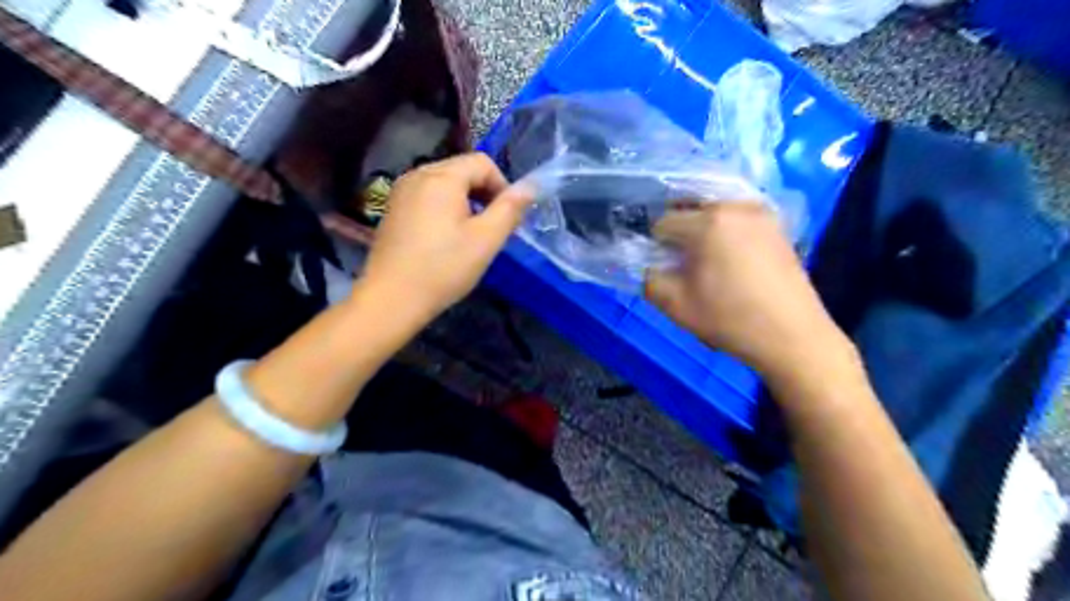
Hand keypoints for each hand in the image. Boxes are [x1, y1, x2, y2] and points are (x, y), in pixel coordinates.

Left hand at [360, 155, 529, 324]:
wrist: (391, 299)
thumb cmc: (443, 268)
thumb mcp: (486, 240)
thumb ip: (510, 209)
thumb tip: (530, 187)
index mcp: (441, 177)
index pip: (482, 162)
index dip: (502, 186)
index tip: (506, 219)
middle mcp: (418, 174)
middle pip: (462, 170)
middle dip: (484, 194)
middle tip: (490, 230)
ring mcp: (401, 192)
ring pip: (445, 184)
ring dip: (465, 203)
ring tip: (469, 236)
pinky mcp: (393, 210)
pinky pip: (427, 197)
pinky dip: (444, 210)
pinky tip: (444, 240)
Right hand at [644, 206, 854, 381]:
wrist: (791, 336)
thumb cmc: (729, 319)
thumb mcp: (675, 305)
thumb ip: (649, 279)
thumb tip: (650, 266)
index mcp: (707, 221)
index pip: (664, 222)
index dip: (658, 246)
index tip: (666, 268)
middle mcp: (735, 205)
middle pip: (690, 207)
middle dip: (681, 232)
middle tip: (685, 262)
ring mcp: (761, 213)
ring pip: (716, 210)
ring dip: (704, 229)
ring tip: (710, 261)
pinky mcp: (778, 225)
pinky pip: (739, 218)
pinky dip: (728, 231)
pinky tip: (734, 260)